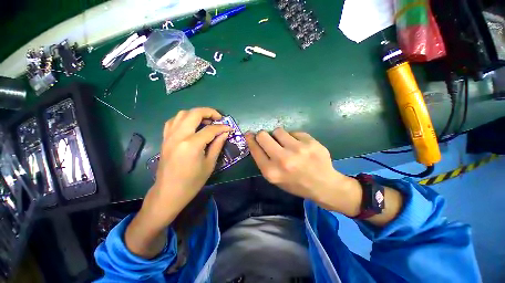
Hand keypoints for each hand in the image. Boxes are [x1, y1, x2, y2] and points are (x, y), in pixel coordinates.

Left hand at [126, 108, 229, 257]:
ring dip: (196, 113)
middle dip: (209, 112)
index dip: (222, 127)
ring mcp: (169, 136)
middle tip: (219, 118)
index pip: (210, 129)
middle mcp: (179, 136)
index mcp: (192, 145)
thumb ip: (217, 145)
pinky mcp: (165, 139)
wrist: (168, 192)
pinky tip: (191, 125)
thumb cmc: (192, 182)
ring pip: (182, 114)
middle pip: (194, 114)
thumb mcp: (209, 164)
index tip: (229, 128)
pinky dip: (184, 118)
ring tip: (206, 121)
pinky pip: (173, 121)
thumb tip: (225, 133)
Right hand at [245, 128, 361, 215]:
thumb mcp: (276, 179)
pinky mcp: (310, 142)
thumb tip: (257, 142)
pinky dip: (295, 138)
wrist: (324, 185)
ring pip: (278, 130)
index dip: (250, 140)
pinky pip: (294, 132)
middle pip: (263, 135)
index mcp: (271, 172)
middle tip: (268, 138)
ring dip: (279, 136)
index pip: (255, 149)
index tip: (249, 134)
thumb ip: (264, 161)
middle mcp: (282, 159)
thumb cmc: (296, 184)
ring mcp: (297, 149)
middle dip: (263, 135)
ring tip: (288, 144)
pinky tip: (301, 146)